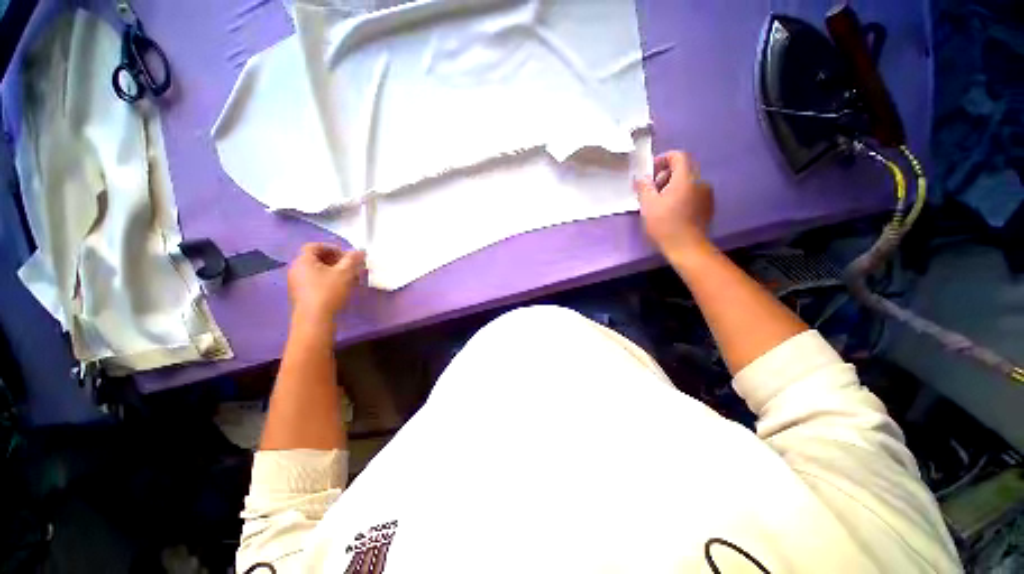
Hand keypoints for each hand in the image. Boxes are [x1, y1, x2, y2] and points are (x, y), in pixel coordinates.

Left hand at [287, 243, 365, 320]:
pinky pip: (315, 281)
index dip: (332, 248)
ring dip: (333, 271)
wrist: (315, 318)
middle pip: (316, 258)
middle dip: (335, 260)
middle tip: (350, 266)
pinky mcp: (300, 294)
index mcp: (303, 260)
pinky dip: (327, 280)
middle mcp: (296, 269)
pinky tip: (340, 288)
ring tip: (349, 278)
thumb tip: (360, 251)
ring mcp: (297, 283)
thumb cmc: (329, 291)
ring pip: (316, 271)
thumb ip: (353, 259)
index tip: (347, 256)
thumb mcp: (345, 273)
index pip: (315, 246)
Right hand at [634, 151, 713, 260]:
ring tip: (660, 203)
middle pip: (682, 169)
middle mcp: (700, 182)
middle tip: (651, 190)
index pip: (678, 156)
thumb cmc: (665, 224)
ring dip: (672, 187)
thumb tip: (642, 177)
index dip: (663, 159)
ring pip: (687, 182)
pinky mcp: (707, 206)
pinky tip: (672, 211)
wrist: (687, 247)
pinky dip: (681, 196)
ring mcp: (706, 194)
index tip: (650, 172)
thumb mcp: (648, 204)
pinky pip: (693, 193)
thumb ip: (644, 186)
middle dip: (665, 175)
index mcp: (686, 178)